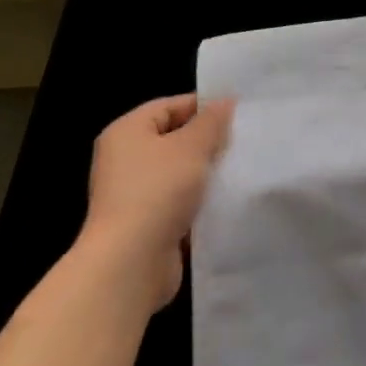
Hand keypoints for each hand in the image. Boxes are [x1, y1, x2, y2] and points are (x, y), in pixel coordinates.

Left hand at [81, 94, 234, 308]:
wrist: (130, 264)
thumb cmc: (158, 191)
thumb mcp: (192, 147)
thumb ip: (212, 122)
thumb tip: (225, 102)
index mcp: (126, 132)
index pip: (169, 106)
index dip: (203, 106)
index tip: (237, 113)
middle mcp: (124, 160)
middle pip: (173, 139)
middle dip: (207, 141)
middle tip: (241, 141)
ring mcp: (132, 194)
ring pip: (178, 172)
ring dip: (204, 173)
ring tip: (238, 169)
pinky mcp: (144, 224)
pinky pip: (177, 202)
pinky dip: (198, 201)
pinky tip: (225, 200)